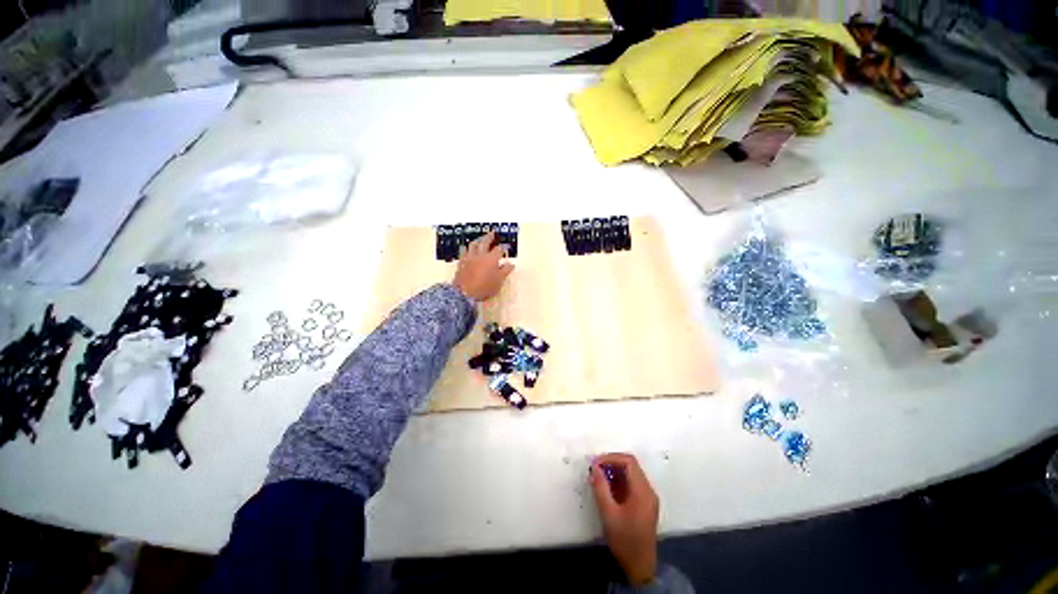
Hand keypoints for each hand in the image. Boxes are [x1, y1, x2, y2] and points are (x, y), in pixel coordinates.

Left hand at [452, 232, 513, 301]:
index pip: (499, 249)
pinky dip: (467, 248)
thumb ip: (505, 271)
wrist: (465, 292)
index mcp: (491, 259)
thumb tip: (511, 264)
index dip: (504, 247)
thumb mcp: (499, 281)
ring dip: (477, 240)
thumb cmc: (485, 287)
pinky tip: (467, 249)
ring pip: (473, 244)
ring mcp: (469, 258)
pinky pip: (464, 251)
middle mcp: (480, 255)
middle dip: (489, 237)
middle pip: (485, 242)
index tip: (507, 247)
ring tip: (480, 239)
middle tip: (492, 233)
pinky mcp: (461, 262)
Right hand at [590, 453, 659, 585]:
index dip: (611, 458)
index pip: (629, 462)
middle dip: (612, 463)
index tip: (595, 464)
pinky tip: (607, 488)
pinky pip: (632, 484)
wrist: (640, 566)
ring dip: (614, 471)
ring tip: (598, 478)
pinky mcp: (645, 504)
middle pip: (631, 465)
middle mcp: (648, 490)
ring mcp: (648, 497)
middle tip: (595, 469)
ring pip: (631, 473)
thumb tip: (595, 468)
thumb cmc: (624, 540)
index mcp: (642, 491)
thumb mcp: (608, 514)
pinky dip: (619, 481)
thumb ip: (601, 488)